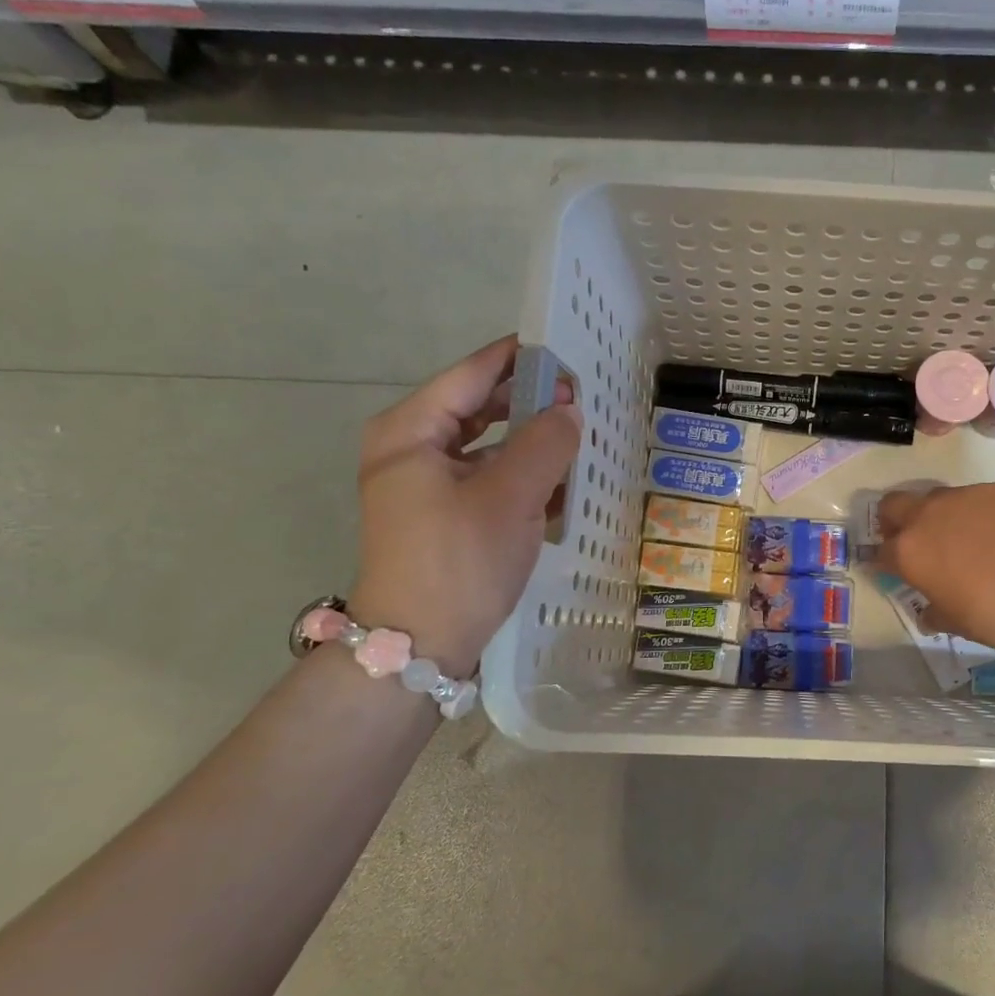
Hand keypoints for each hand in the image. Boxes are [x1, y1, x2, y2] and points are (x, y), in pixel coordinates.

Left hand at [348, 337, 580, 675]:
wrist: (420, 645)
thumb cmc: (460, 560)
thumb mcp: (511, 496)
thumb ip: (546, 443)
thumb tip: (569, 410)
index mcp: (411, 431)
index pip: (472, 375)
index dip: (521, 359)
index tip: (567, 350)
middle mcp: (412, 449)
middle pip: (480, 408)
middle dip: (532, 403)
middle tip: (582, 399)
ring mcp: (425, 485)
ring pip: (488, 446)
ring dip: (532, 443)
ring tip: (580, 439)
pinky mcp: (444, 516)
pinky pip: (489, 479)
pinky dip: (523, 477)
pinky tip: (562, 484)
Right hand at [878, 482, 994, 660]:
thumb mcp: (959, 624)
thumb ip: (934, 611)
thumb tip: (928, 609)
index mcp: (910, 552)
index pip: (880, 551)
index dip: (885, 562)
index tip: (896, 572)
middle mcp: (929, 515)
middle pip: (894, 505)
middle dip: (897, 521)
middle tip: (917, 543)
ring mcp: (966, 495)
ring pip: (938, 498)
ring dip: (941, 516)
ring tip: (967, 539)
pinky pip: (979, 497)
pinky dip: (981, 513)